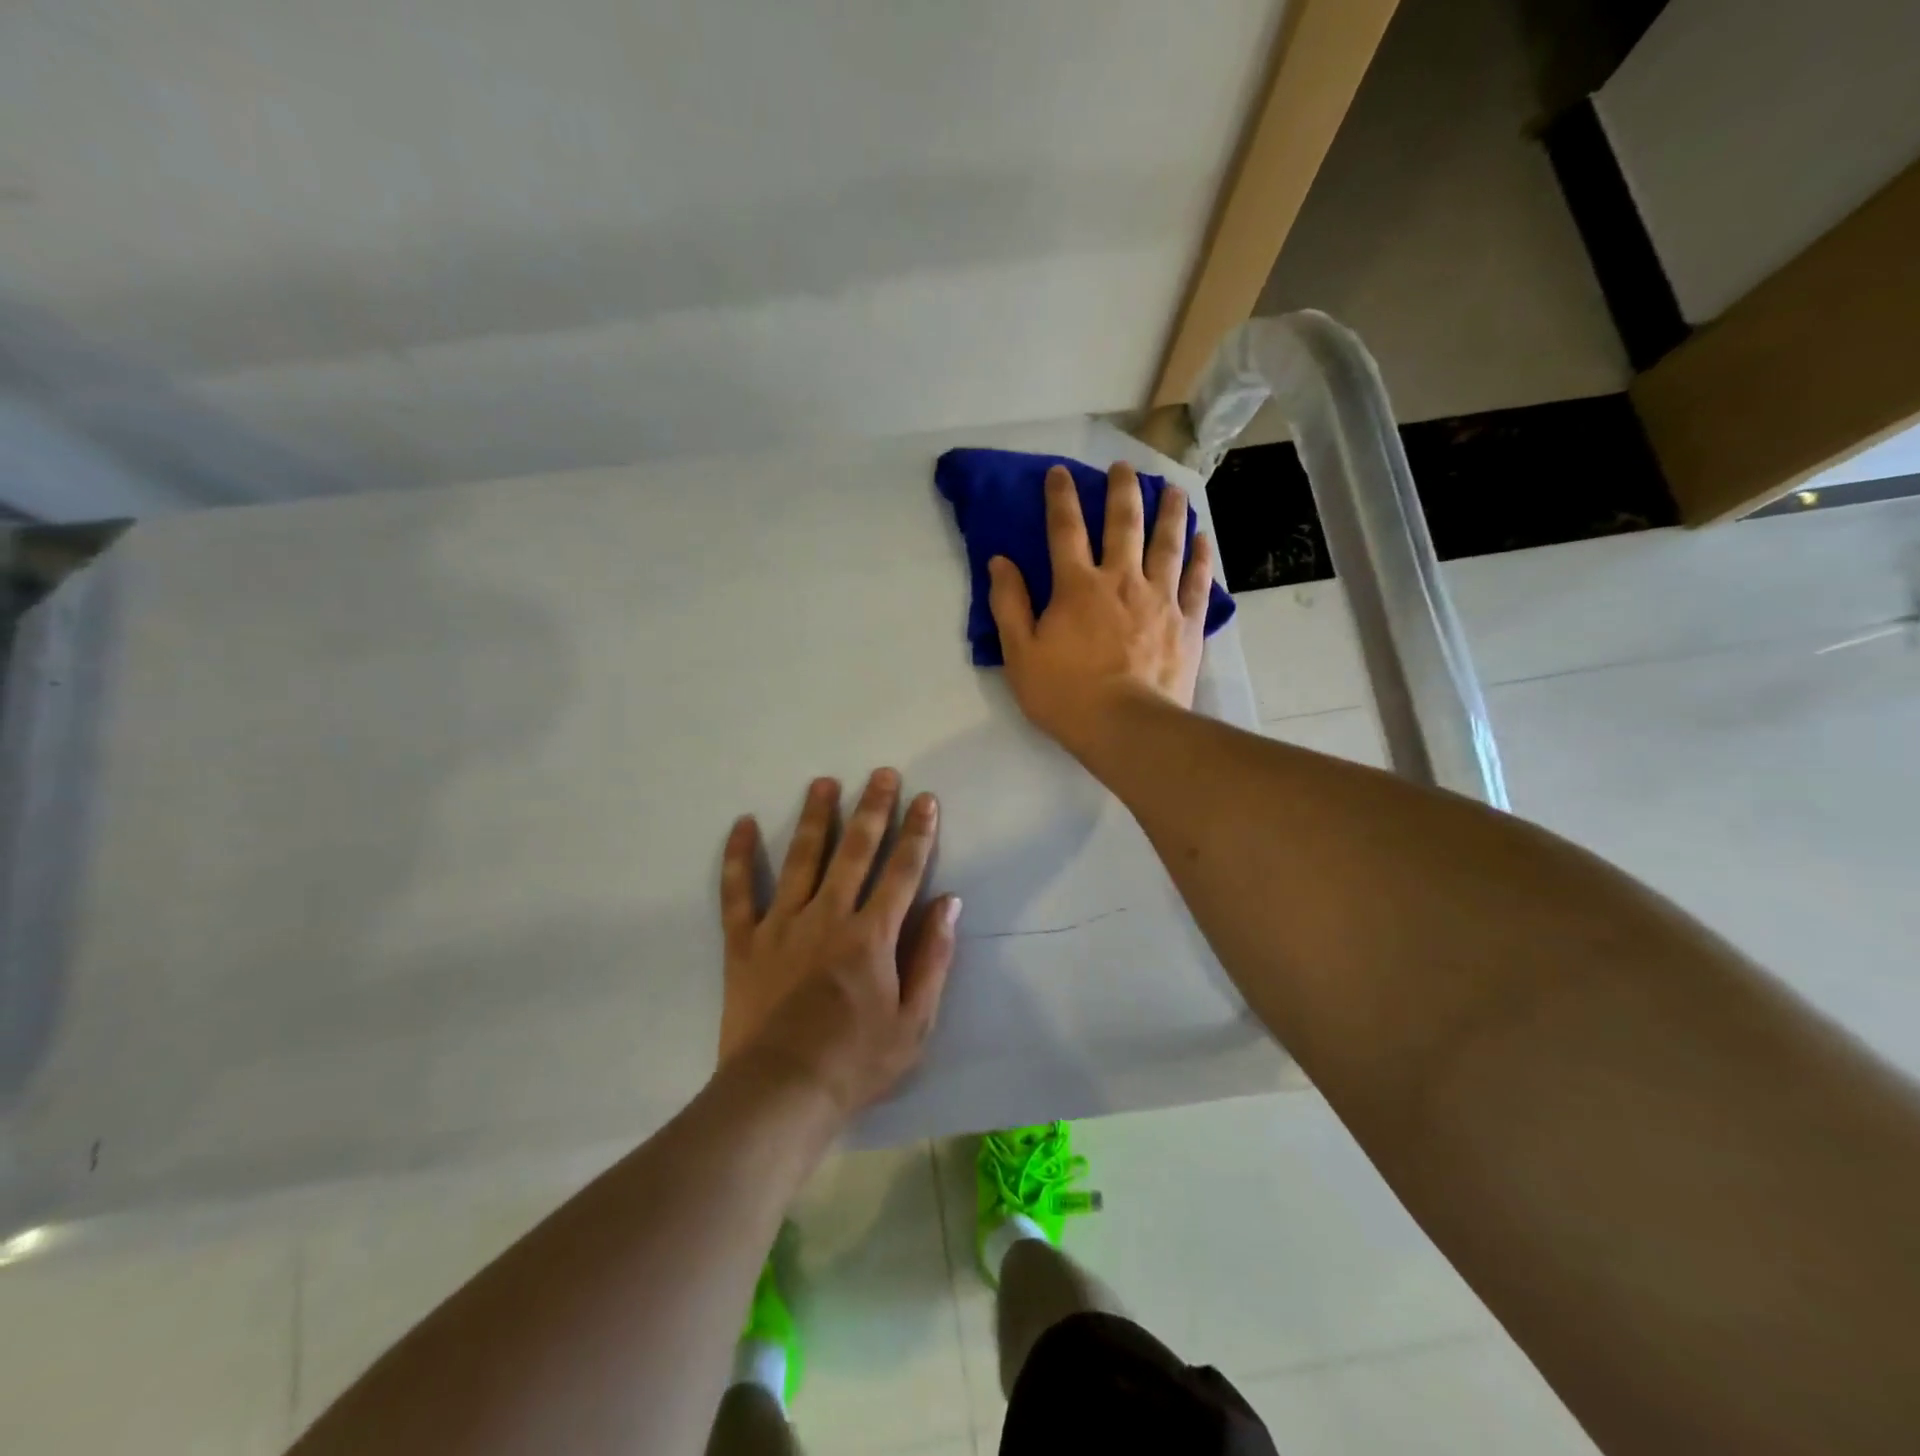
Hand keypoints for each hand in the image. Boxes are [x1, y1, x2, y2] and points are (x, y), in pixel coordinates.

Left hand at [718, 769, 961, 1117]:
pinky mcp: (744, 942)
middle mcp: (828, 916)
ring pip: (801, 858)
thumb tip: (949, 902)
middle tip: (882, 774)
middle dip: (872, 809)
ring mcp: (782, 925)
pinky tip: (741, 824)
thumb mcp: (914, 1021)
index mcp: (872, 936)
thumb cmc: (856, 1063)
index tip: (926, 800)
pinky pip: (737, 892)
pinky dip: (738, 857)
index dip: (918, 833)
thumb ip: (933, 958)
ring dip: (814, 817)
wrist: (780, 1094)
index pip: (902, 871)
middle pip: (855, 851)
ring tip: (824, 783)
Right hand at [988, 462, 1214, 757]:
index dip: (1061, 497)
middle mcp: (1121, 580)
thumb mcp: (1020, 654)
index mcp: (1077, 586)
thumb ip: (1009, 604)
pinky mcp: (1187, 622)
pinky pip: (1197, 580)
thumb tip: (1000, 561)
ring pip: (1167, 543)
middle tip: (1125, 467)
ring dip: (1170, 512)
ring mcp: (1160, 598)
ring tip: (1173, 489)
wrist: (1126, 727)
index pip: (1065, 529)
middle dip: (1122, 490)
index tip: (1060, 472)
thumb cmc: (1066, 695)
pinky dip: (1201, 556)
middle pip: (1124, 524)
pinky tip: (1204, 538)